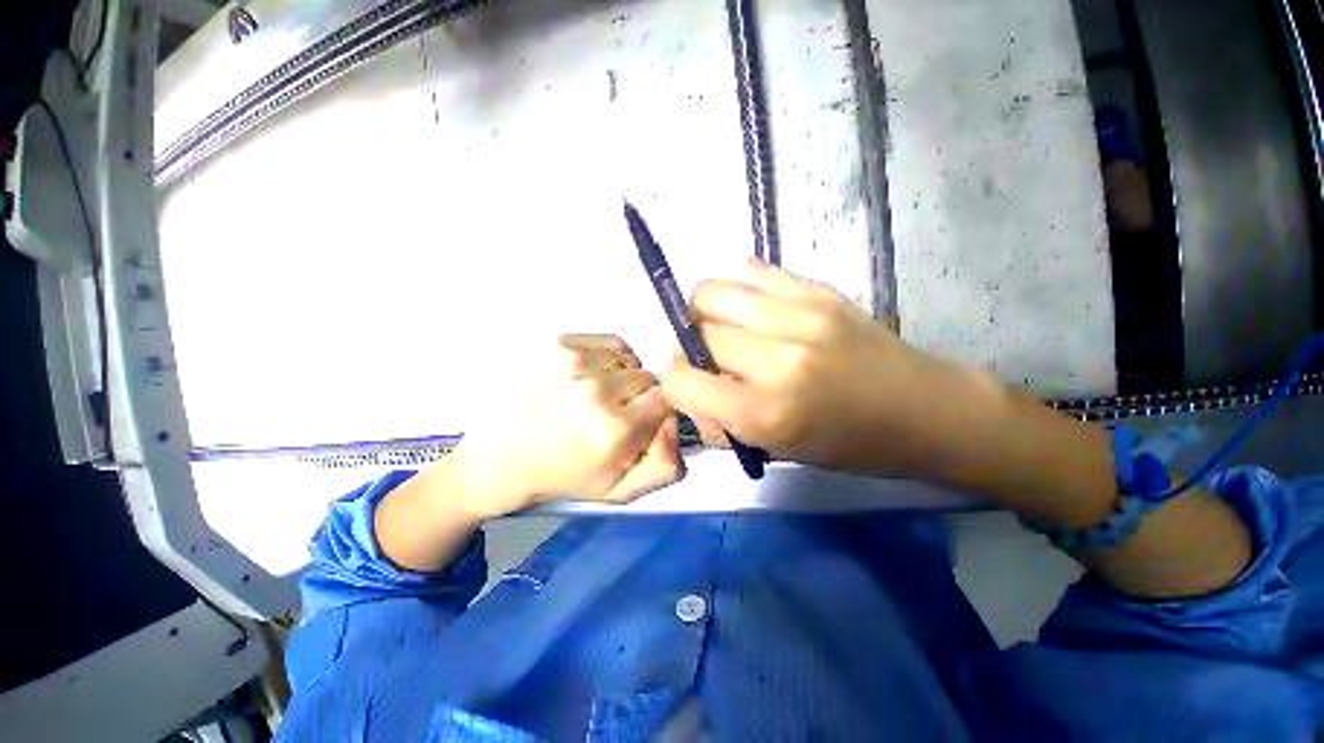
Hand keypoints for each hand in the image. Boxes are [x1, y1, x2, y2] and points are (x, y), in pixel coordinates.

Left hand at [452, 334, 683, 518]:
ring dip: (621, 376)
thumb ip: (664, 466)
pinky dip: (607, 358)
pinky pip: (609, 343)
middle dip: (638, 395)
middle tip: (612, 413)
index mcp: (615, 431)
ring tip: (594, 395)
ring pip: (629, 359)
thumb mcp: (618, 490)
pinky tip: (587, 377)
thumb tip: (674, 425)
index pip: (666, 400)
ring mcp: (574, 361)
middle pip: (648, 377)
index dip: (657, 411)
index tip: (639, 421)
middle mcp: (597, 390)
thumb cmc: (560, 477)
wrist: (496, 459)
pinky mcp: (557, 342)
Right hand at [659, 260, 945, 473]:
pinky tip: (745, 307)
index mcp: (766, 412)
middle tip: (708, 359)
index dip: (675, 383)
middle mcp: (778, 359)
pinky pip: (748, 269)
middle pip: (695, 332)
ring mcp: (800, 315)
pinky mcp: (817, 289)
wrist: (923, 409)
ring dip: (703, 312)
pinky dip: (732, 287)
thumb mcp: (775, 450)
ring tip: (721, 327)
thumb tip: (688, 390)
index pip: (681, 380)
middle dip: (688, 348)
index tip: (690, 386)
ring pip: (712, 291)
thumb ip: (720, 421)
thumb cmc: (848, 444)